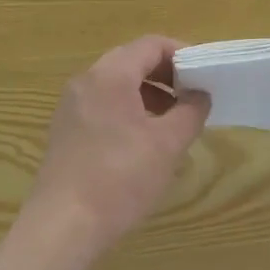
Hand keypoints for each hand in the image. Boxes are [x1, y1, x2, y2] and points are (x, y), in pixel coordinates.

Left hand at [22, 36, 211, 262]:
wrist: (63, 225)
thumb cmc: (120, 178)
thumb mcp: (167, 144)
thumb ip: (190, 112)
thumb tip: (200, 94)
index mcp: (110, 74)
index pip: (151, 45)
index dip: (182, 54)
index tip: (206, 75)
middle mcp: (86, 81)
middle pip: (132, 60)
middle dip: (166, 75)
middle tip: (194, 97)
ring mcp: (71, 105)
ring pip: (117, 85)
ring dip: (149, 94)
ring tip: (174, 122)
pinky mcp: (66, 130)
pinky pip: (103, 105)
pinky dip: (128, 110)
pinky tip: (145, 142)